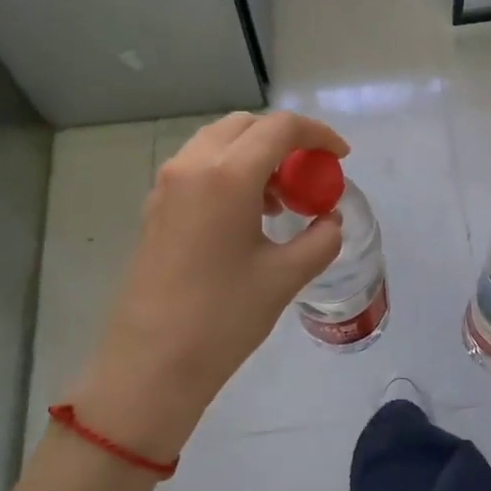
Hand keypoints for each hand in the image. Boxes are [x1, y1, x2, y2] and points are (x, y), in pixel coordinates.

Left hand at [65, 112, 348, 459]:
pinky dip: (229, 172)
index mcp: (227, 175)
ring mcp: (166, 185)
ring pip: (218, 142)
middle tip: (308, 175)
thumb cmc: (223, 318)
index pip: (280, 128)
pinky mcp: (155, 207)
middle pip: (245, 126)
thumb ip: (320, 239)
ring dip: (254, 155)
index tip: (340, 156)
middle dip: (284, 140)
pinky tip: (245, 216)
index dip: (318, 134)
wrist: (150, 364)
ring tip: (279, 201)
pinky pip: (198, 167)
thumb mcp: (285, 277)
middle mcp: (192, 166)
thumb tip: (329, 220)